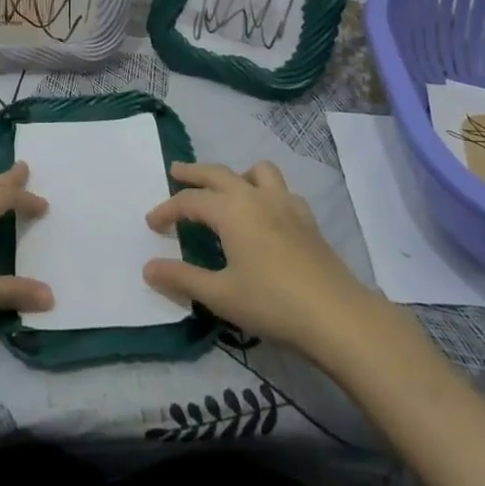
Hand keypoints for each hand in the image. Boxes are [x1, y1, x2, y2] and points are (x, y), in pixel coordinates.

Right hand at [144, 161, 374, 356]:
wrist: (336, 314)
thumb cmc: (271, 302)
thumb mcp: (220, 295)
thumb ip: (182, 278)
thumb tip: (148, 267)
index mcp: (231, 210)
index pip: (190, 201)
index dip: (167, 210)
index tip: (152, 223)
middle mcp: (256, 197)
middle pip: (219, 173)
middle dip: (194, 172)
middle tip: (176, 171)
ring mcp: (286, 204)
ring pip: (257, 172)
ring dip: (237, 174)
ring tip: (227, 189)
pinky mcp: (307, 219)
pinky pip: (281, 191)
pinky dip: (266, 192)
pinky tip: (265, 214)